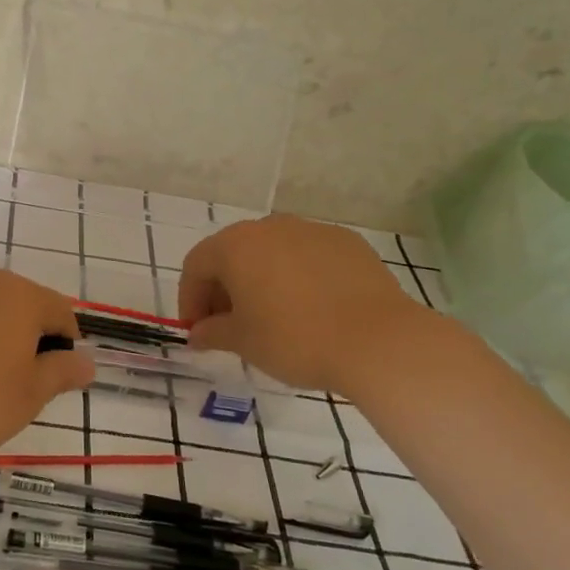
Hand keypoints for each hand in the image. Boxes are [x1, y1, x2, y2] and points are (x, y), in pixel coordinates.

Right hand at [179, 216, 434, 393]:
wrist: (379, 341)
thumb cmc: (295, 339)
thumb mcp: (243, 342)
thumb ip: (212, 333)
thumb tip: (197, 334)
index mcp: (235, 245)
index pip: (196, 266)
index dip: (190, 299)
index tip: (198, 331)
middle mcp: (270, 227)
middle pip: (233, 254)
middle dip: (224, 289)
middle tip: (230, 326)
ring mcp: (312, 230)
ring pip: (272, 253)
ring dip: (261, 280)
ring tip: (272, 318)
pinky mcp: (348, 243)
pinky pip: (308, 257)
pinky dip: (298, 277)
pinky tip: (312, 309)